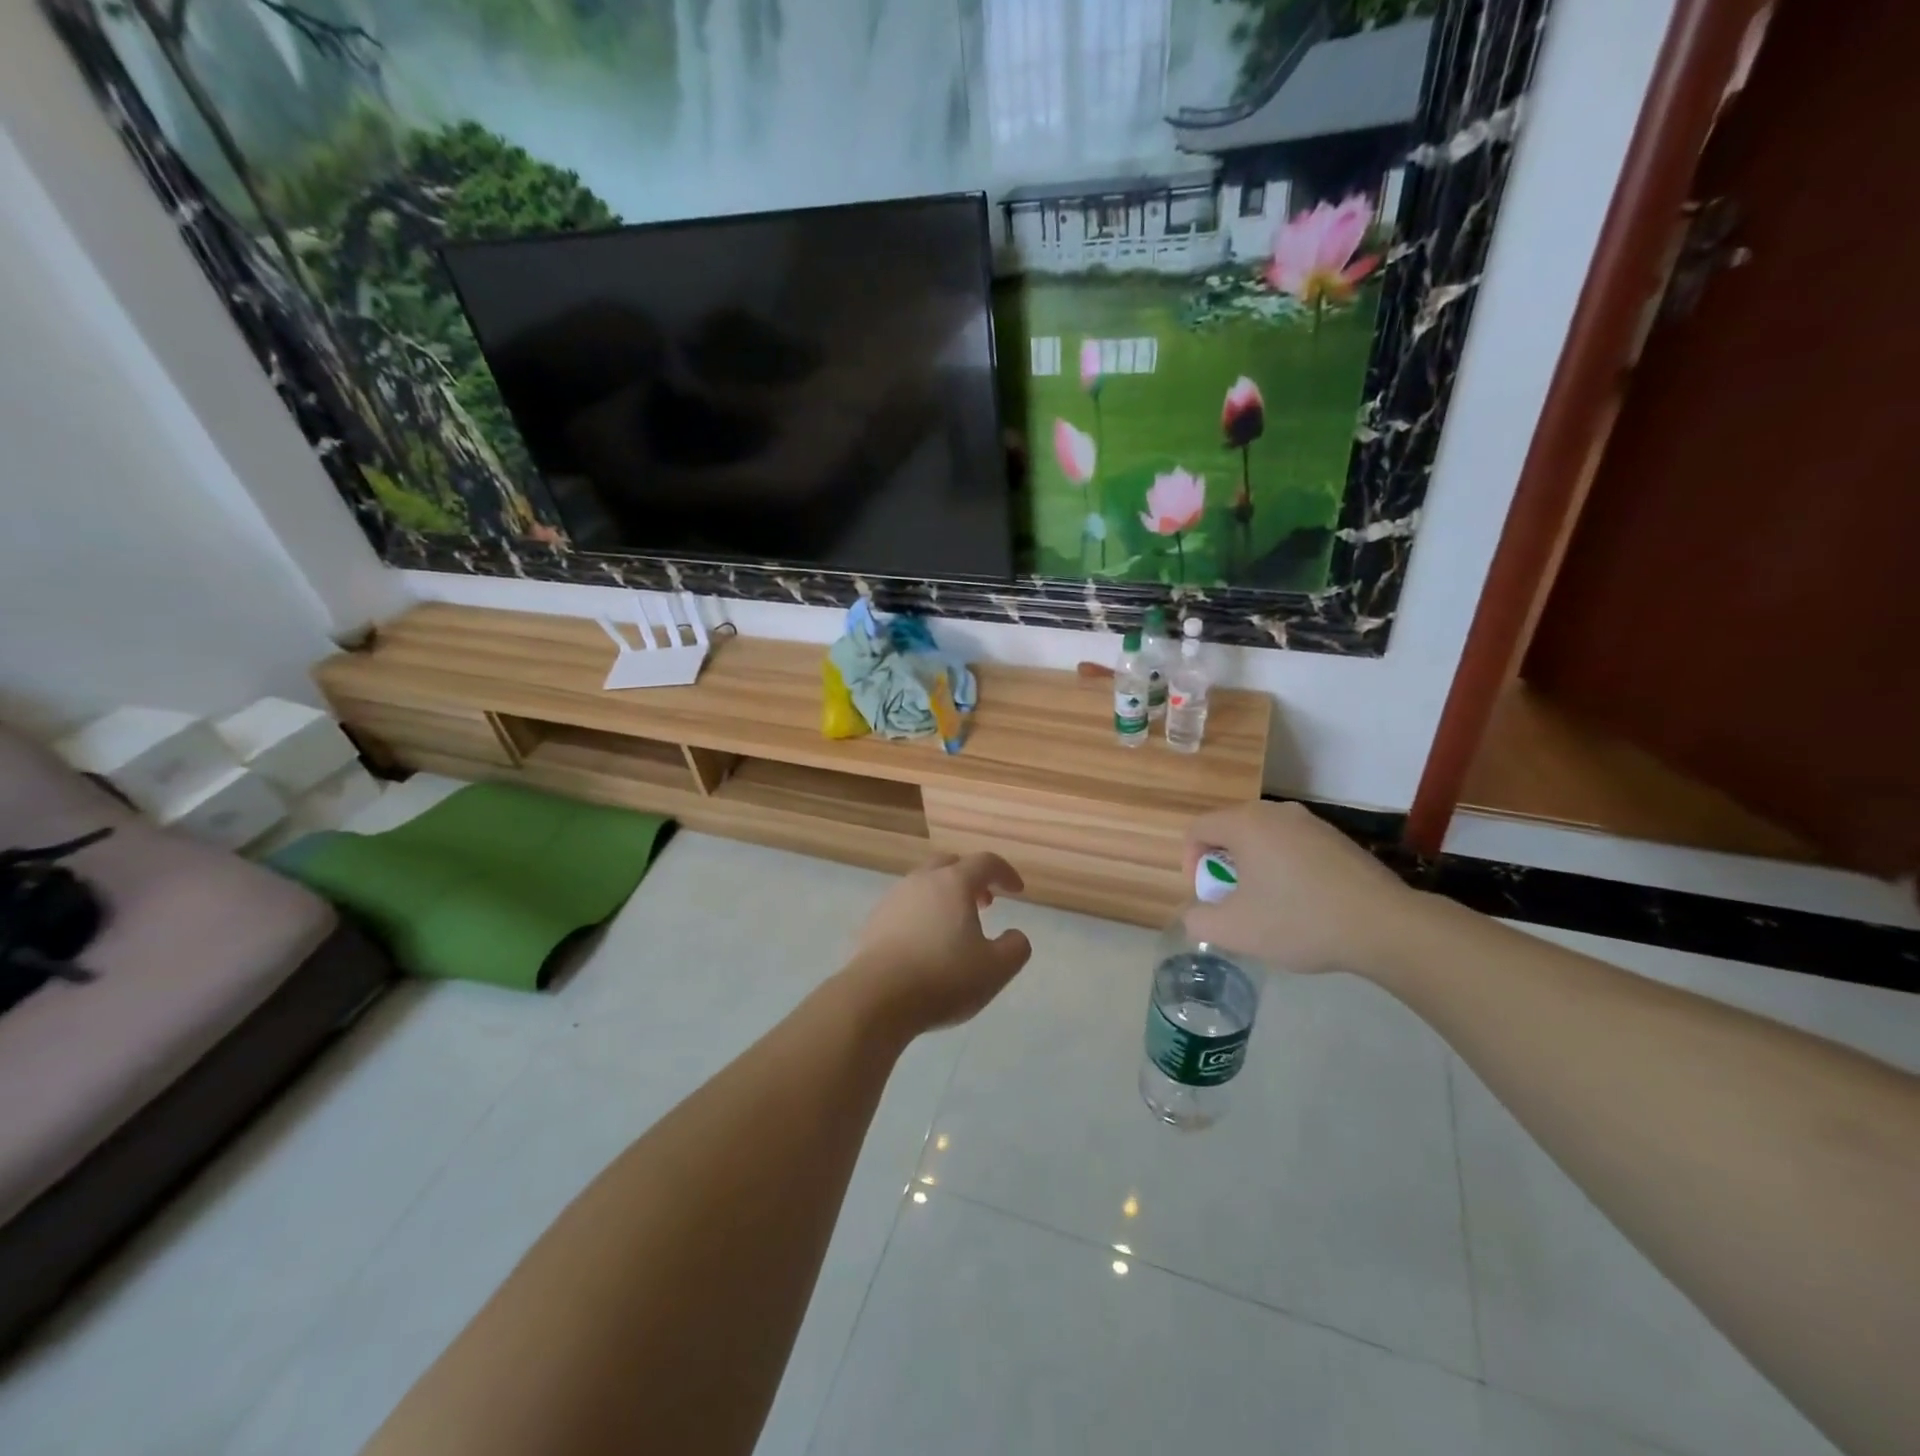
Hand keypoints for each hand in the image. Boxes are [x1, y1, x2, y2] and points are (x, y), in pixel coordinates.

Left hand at [841, 852, 1032, 1036]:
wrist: (876, 998)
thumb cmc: (943, 978)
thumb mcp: (996, 969)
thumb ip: (1015, 948)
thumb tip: (1015, 935)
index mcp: (953, 883)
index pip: (985, 862)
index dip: (1005, 873)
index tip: (1017, 891)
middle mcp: (921, 881)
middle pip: (950, 864)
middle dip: (971, 878)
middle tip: (984, 902)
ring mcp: (893, 899)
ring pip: (924, 884)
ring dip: (944, 896)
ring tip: (955, 926)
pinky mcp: (874, 922)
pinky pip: (905, 906)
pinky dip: (922, 914)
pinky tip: (925, 943)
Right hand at [1183, 801, 1422, 976]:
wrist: (1384, 926)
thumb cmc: (1299, 921)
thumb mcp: (1234, 930)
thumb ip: (1199, 920)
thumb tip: (1197, 913)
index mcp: (1245, 823)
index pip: (1197, 830)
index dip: (1190, 864)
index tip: (1207, 898)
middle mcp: (1276, 811)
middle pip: (1230, 832)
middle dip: (1223, 867)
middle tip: (1234, 903)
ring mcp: (1311, 822)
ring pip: (1263, 840)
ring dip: (1254, 869)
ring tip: (1269, 906)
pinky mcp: (1336, 838)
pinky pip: (1293, 847)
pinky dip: (1284, 869)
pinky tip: (1304, 903)